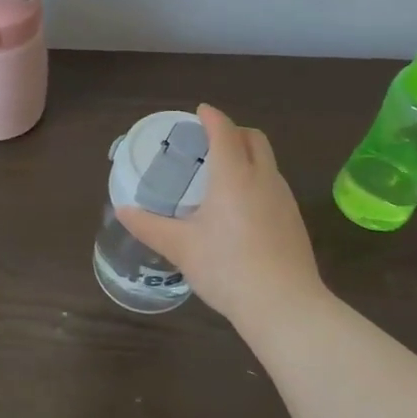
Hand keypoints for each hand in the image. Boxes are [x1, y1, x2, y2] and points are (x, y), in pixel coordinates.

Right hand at [116, 103, 326, 326]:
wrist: (284, 305)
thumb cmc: (227, 267)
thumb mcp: (180, 247)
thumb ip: (149, 226)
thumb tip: (122, 211)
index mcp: (233, 175)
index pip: (224, 130)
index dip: (211, 117)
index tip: (199, 112)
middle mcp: (263, 178)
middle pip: (253, 138)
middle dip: (233, 131)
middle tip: (209, 142)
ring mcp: (284, 199)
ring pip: (267, 162)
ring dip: (247, 156)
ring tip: (222, 175)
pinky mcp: (294, 220)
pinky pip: (274, 185)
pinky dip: (256, 180)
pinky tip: (241, 209)